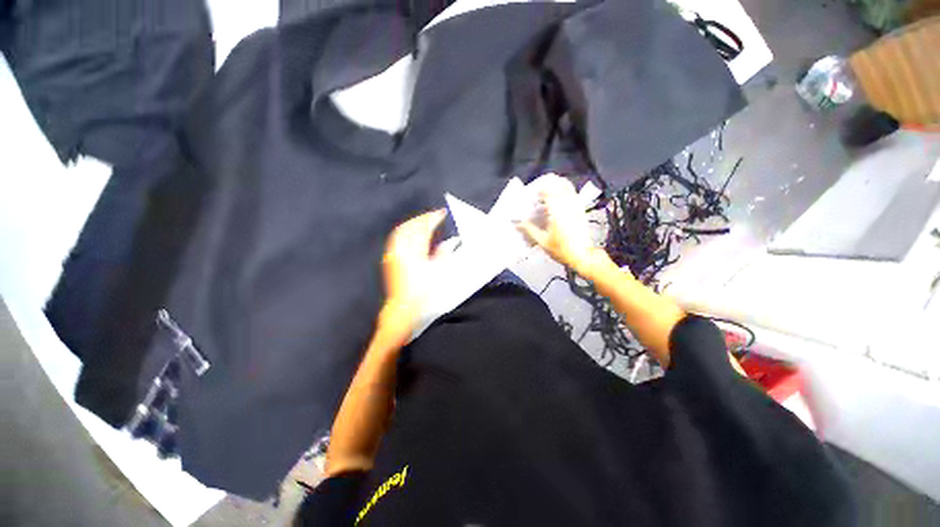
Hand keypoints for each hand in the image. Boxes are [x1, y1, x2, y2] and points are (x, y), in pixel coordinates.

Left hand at [380, 209, 446, 339]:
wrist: (404, 308)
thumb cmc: (424, 293)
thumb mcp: (439, 273)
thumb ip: (445, 254)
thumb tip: (452, 241)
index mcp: (415, 252)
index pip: (424, 228)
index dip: (433, 218)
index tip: (441, 213)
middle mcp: (401, 250)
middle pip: (411, 226)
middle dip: (423, 218)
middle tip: (434, 215)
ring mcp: (393, 253)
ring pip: (401, 230)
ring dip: (413, 223)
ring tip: (423, 221)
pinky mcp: (389, 258)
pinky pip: (396, 238)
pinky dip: (405, 231)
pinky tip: (410, 232)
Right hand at [517, 174, 610, 277]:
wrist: (582, 256)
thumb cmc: (561, 250)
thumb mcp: (542, 242)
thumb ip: (530, 230)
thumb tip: (518, 223)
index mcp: (557, 213)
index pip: (549, 192)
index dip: (541, 188)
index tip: (533, 190)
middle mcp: (567, 206)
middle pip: (559, 185)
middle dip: (549, 182)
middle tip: (540, 186)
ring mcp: (576, 207)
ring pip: (568, 188)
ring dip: (558, 184)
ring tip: (549, 187)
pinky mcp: (581, 211)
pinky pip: (574, 195)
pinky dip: (566, 190)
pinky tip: (560, 195)